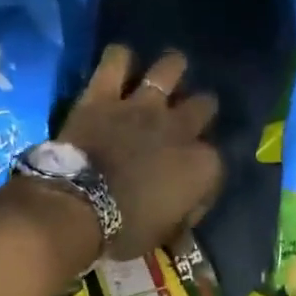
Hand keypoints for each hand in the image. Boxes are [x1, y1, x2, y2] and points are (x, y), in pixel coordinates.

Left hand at [58, 45, 223, 260]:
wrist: (79, 207)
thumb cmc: (125, 230)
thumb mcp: (162, 235)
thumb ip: (178, 221)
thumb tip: (183, 230)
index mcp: (201, 166)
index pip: (217, 163)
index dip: (205, 176)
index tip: (191, 189)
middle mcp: (180, 129)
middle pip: (204, 107)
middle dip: (200, 113)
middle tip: (185, 123)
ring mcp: (142, 106)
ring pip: (170, 68)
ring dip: (172, 70)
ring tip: (168, 75)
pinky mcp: (104, 95)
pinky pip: (116, 59)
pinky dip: (120, 60)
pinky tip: (121, 67)